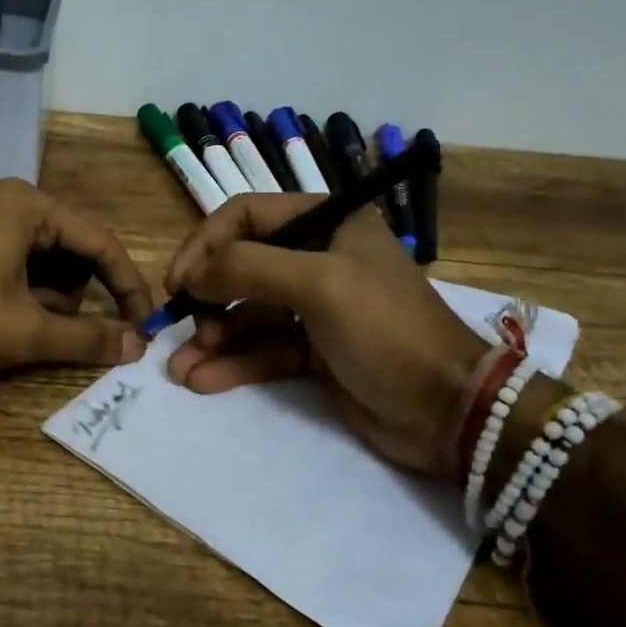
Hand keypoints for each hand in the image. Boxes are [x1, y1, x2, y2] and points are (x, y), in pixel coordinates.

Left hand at [0, 179, 152, 376]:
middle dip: (73, 296)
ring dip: (45, 297)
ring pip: (41, 258)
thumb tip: (136, 344)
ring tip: (20, 327)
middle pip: (70, 249)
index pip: (101, 244)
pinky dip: (20, 289)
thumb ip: (87, 338)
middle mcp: (7, 198)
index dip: (127, 288)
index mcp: (29, 205)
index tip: (143, 325)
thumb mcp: (25, 332)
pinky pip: (11, 258)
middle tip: (58, 333)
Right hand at [162, 195, 491, 475]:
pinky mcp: (312, 352)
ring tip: (180, 368)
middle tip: (180, 328)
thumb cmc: (387, 331)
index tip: (178, 282)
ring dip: (211, 339)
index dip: (206, 244)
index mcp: (327, 223)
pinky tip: (203, 381)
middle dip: (206, 299)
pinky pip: (261, 350)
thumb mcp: (319, 284)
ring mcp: (314, 308)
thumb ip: (248, 268)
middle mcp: (317, 257)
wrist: (447, 410)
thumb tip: (191, 275)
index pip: (246, 216)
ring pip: (246, 315)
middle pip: (241, 266)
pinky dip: (232, 364)